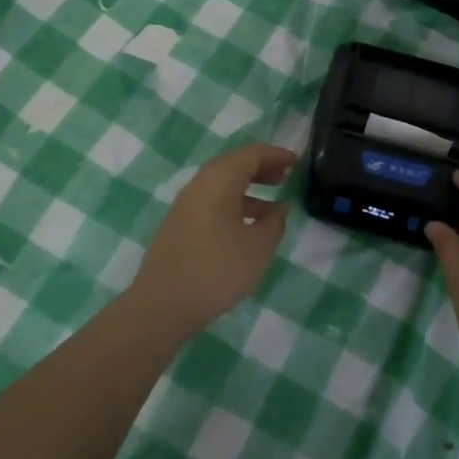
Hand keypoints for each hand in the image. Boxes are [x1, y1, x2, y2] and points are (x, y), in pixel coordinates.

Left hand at [129, 143, 295, 334]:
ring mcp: (185, 205)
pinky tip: (246, 228)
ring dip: (248, 188)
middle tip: (285, 178)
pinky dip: (233, 204)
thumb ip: (275, 222)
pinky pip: (211, 202)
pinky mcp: (179, 224)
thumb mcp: (258, 248)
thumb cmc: (217, 271)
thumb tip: (281, 207)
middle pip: (233, 165)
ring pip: (221, 184)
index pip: (251, 154)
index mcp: (219, 181)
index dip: (276, 155)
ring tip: (272, 206)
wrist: (162, 305)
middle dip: (262, 168)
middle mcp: (199, 185)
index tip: (297, 162)